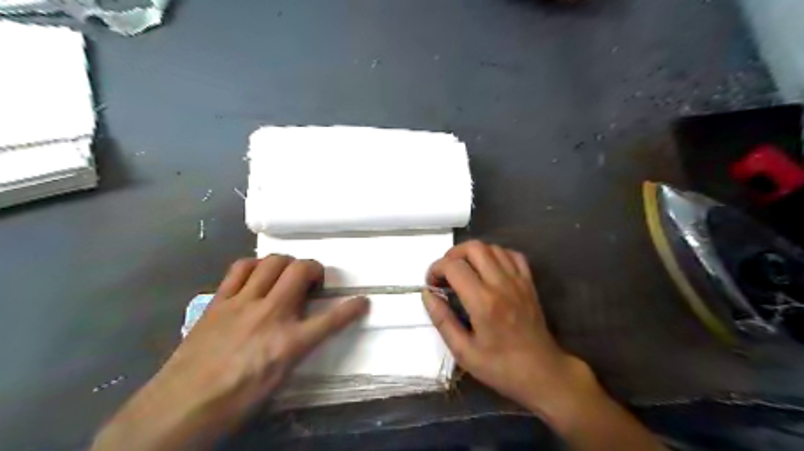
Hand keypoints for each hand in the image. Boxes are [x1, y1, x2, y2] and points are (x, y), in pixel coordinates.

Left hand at [92, 258, 368, 450]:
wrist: (179, 408)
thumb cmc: (235, 401)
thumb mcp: (278, 380)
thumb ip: (297, 347)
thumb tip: (305, 329)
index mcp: (288, 344)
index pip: (331, 320)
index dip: (351, 308)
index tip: (362, 301)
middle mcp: (270, 315)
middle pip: (300, 271)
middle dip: (315, 269)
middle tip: (313, 282)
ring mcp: (242, 303)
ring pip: (272, 262)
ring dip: (287, 263)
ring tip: (286, 276)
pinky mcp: (220, 301)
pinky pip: (240, 268)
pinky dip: (255, 266)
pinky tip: (257, 276)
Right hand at [421, 240, 595, 425]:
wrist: (542, 373)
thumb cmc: (500, 367)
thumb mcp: (463, 351)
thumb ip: (442, 320)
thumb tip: (427, 294)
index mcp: (483, 302)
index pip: (453, 267)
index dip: (436, 269)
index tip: (431, 283)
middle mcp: (501, 284)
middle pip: (474, 247)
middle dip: (453, 254)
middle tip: (445, 273)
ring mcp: (518, 281)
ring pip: (492, 247)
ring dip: (473, 253)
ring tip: (464, 270)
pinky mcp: (529, 283)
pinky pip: (512, 255)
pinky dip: (496, 255)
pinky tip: (488, 269)